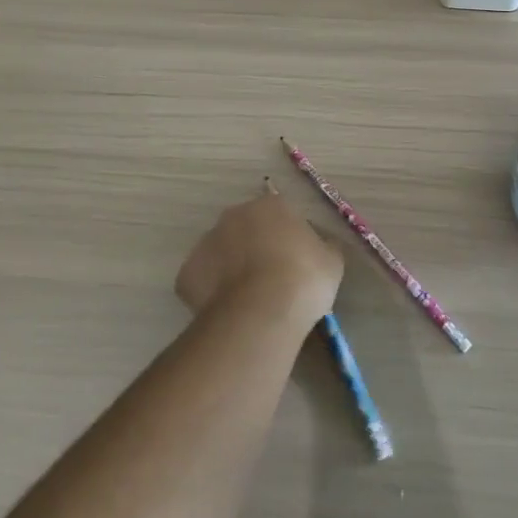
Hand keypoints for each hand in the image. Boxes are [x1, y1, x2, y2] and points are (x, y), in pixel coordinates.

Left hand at [176, 183, 343, 326]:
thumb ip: (323, 246)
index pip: (280, 215)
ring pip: (221, 253)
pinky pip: (203, 281)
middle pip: (246, 229)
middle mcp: (234, 215)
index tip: (296, 263)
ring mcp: (205, 242)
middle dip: (256, 249)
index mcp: (270, 205)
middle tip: (272, 280)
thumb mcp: (332, 260)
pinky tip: (229, 312)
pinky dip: (213, 293)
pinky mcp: (186, 273)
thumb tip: (320, 245)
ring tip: (250, 301)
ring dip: (232, 269)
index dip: (288, 239)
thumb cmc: (303, 278)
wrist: (261, 312)